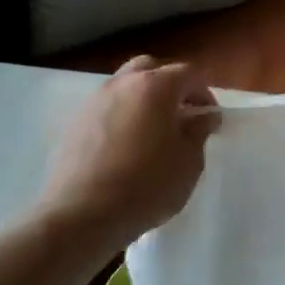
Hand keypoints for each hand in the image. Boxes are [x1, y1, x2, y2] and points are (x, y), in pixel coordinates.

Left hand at [31, 56, 219, 245]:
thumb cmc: (147, 185)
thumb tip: (204, 116)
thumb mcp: (189, 161)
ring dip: (143, 99)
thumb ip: (199, 131)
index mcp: (156, 86)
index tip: (210, 118)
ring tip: (153, 132)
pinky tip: (127, 147)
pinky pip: (106, 108)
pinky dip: (121, 116)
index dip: (205, 92)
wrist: (82, 215)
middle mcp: (123, 84)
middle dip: (170, 85)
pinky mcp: (74, 124)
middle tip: (181, 114)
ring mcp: (94, 102)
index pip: (188, 74)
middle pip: (151, 68)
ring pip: (125, 86)